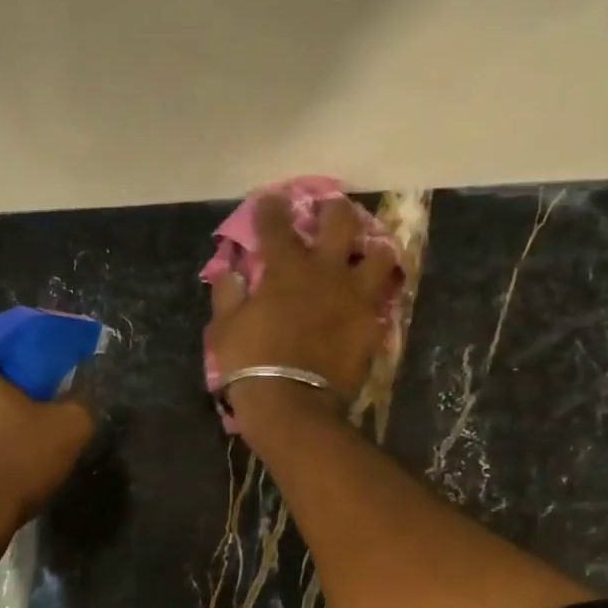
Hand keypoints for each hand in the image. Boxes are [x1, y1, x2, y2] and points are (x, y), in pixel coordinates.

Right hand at [207, 194, 398, 429]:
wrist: (291, 406)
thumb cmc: (250, 365)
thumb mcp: (224, 329)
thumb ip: (228, 294)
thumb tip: (230, 272)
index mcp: (286, 268)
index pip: (277, 224)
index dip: (272, 208)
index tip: (270, 201)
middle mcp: (326, 272)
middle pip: (340, 222)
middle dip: (333, 210)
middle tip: (329, 213)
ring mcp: (355, 298)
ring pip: (380, 255)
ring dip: (373, 247)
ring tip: (366, 252)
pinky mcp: (372, 326)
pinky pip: (383, 301)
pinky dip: (376, 296)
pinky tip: (369, 299)